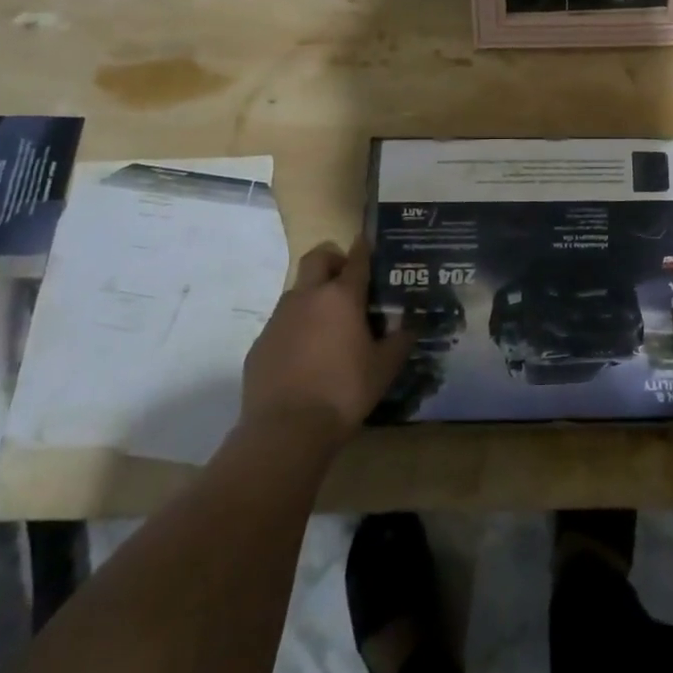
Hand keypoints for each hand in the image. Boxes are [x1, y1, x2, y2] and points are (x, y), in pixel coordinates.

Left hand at [240, 237, 412, 443]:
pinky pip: (281, 323)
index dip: (364, 248)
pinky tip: (304, 356)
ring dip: (313, 296)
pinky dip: (295, 328)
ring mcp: (279, 318)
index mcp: (342, 297)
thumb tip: (411, 327)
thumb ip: (399, 342)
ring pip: (297, 291)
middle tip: (345, 279)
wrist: (285, 430)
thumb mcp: (383, 369)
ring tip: (327, 324)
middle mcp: (308, 297)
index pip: (356, 260)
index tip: (367, 242)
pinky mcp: (260, 342)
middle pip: (317, 258)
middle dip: (332, 260)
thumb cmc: (343, 392)